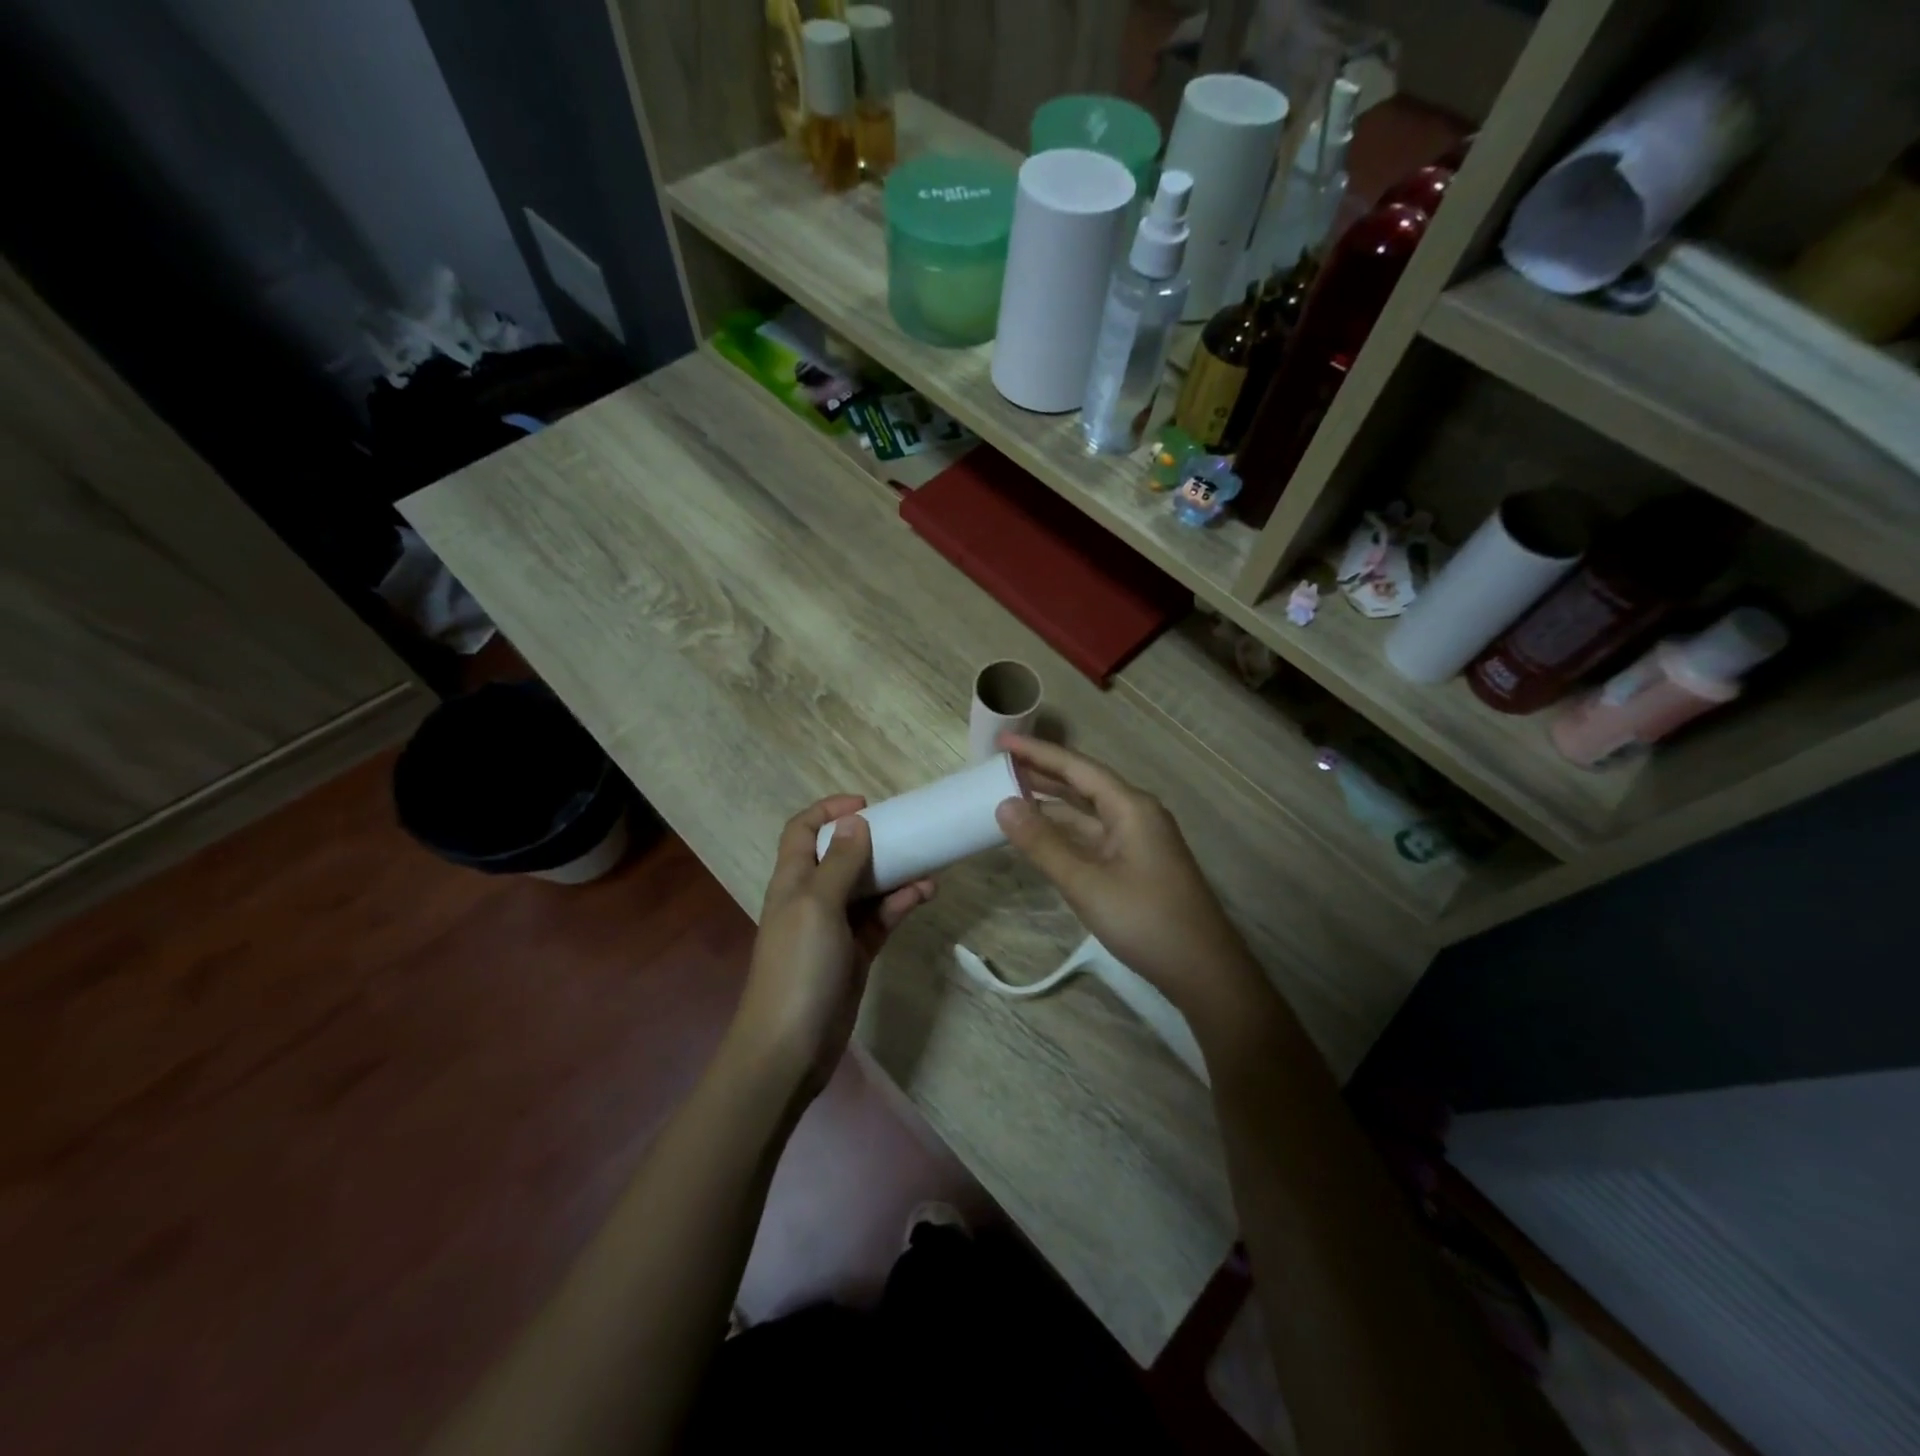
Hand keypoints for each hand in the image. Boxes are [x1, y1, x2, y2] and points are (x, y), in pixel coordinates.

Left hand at [730, 796, 935, 1095]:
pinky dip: (901, 903)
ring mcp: (835, 927)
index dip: (828, 811)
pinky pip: (881, 918)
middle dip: (871, 840)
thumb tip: (855, 822)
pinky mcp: (856, 953)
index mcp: (792, 880)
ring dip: (894, 873)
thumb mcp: (817, 905)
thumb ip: (839, 863)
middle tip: (906, 832)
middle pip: (840, 856)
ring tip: (928, 864)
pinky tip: (925, 894)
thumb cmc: (798, 966)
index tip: (867, 805)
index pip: (802, 831)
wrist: (790, 1046)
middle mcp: (811, 897)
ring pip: (867, 887)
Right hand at [995, 735, 1262, 1024]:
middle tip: (999, 765)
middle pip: (1083, 785)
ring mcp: (1137, 841)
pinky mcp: (1136, 865)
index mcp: (1131, 807)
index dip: (1038, 752)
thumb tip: (1004, 805)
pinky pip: (1093, 837)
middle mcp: (1136, 815)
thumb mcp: (1086, 883)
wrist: (1204, 972)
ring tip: (1010, 795)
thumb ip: (1043, 844)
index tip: (1002, 741)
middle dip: (1042, 774)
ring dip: (1051, 805)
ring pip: (1087, 813)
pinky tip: (1040, 837)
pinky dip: (1064, 833)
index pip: (1077, 768)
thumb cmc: (1146, 921)